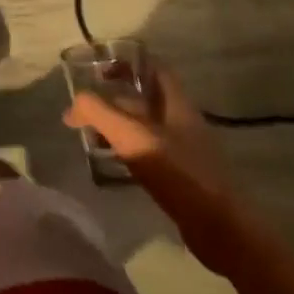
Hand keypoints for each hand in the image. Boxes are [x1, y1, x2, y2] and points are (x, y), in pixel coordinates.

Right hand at [64, 64, 250, 274]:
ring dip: (120, 126)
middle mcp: (183, 121)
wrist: (220, 229)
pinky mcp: (184, 177)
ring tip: (92, 136)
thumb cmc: (178, 173)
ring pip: (147, 127)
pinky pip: (151, 152)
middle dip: (116, 100)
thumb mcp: (131, 137)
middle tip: (87, 110)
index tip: (100, 71)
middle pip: (147, 99)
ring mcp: (186, 150)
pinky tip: (113, 164)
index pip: (154, 68)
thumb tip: (73, 105)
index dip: (128, 63)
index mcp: (176, 104)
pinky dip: (129, 151)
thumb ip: (98, 113)